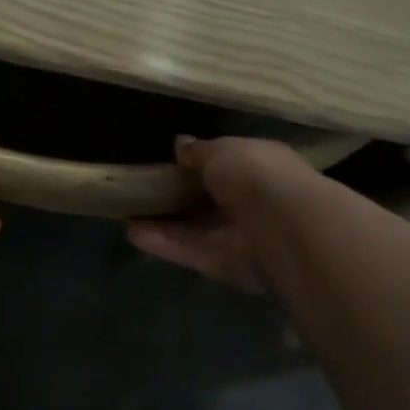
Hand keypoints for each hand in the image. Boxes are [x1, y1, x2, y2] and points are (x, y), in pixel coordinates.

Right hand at [127, 136, 316, 293]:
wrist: (284, 228)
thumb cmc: (257, 175)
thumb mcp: (223, 149)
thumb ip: (199, 151)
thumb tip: (179, 145)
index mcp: (258, 168)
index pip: (225, 166)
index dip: (195, 165)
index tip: (165, 162)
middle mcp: (249, 203)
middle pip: (206, 200)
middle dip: (175, 195)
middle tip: (139, 187)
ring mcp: (235, 236)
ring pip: (193, 228)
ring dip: (161, 220)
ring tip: (125, 210)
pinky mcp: (220, 264)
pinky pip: (186, 250)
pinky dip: (160, 242)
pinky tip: (131, 231)